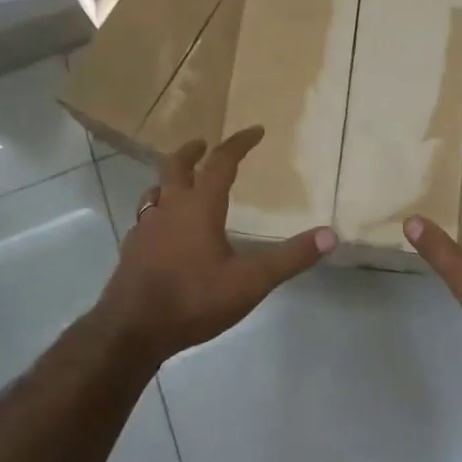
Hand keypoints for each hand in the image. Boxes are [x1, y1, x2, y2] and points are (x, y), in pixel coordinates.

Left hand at [101, 126, 334, 362]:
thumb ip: (290, 258)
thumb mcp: (251, 281)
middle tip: (204, 144)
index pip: (220, 162)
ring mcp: (145, 228)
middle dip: (193, 151)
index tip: (255, 131)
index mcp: (199, 206)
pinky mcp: (131, 249)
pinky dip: (158, 210)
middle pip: (176, 166)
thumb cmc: (193, 299)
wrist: (131, 330)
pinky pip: (145, 217)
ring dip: (170, 179)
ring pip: (155, 190)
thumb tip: (330, 235)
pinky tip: (163, 229)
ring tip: (182, 182)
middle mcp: (169, 207)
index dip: (239, 143)